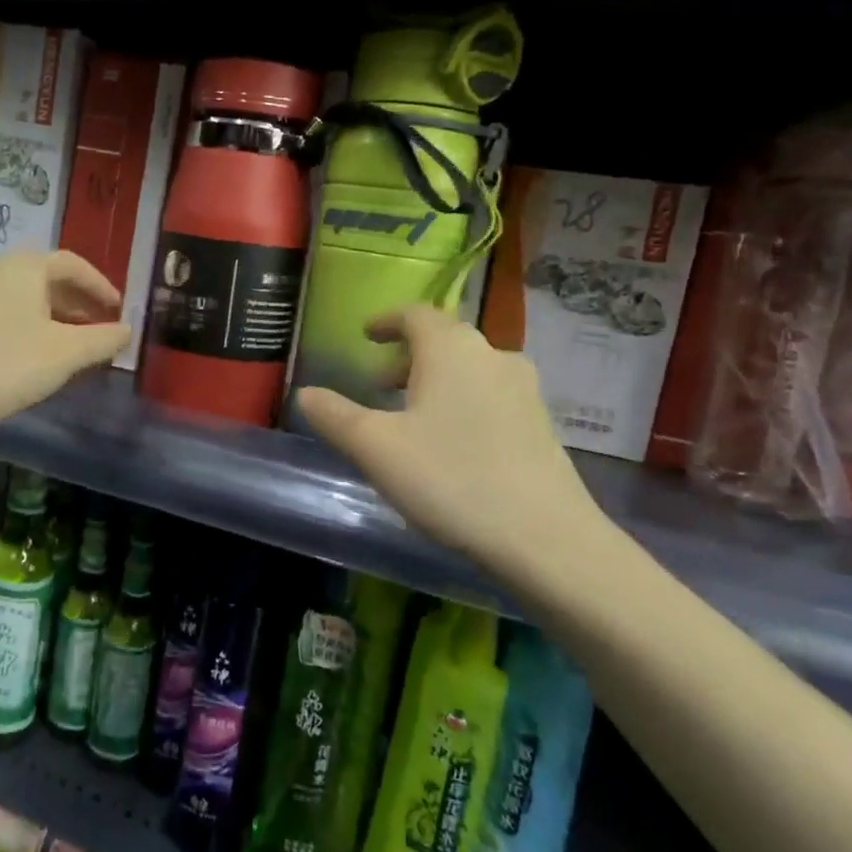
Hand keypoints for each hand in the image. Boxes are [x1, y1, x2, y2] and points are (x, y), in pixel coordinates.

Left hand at [0, 251, 130, 458]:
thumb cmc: (10, 363)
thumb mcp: (67, 352)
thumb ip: (103, 339)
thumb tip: (127, 330)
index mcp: (24, 266)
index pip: (72, 265)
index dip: (100, 286)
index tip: (119, 310)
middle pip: (47, 278)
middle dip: (79, 302)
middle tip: (102, 325)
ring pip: (26, 296)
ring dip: (56, 314)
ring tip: (76, 341)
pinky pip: (7, 311)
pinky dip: (31, 323)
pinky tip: (41, 349)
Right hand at [295, 306, 608, 585]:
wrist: (545, 538)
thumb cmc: (450, 479)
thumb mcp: (375, 448)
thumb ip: (334, 416)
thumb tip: (305, 394)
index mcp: (451, 349)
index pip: (415, 314)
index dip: (386, 320)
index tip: (365, 334)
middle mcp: (493, 356)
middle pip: (444, 340)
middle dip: (406, 356)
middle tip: (378, 384)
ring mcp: (524, 390)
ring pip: (469, 369)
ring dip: (434, 380)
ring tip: (410, 416)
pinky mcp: (541, 424)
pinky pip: (489, 395)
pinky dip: (461, 402)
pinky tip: (449, 443)